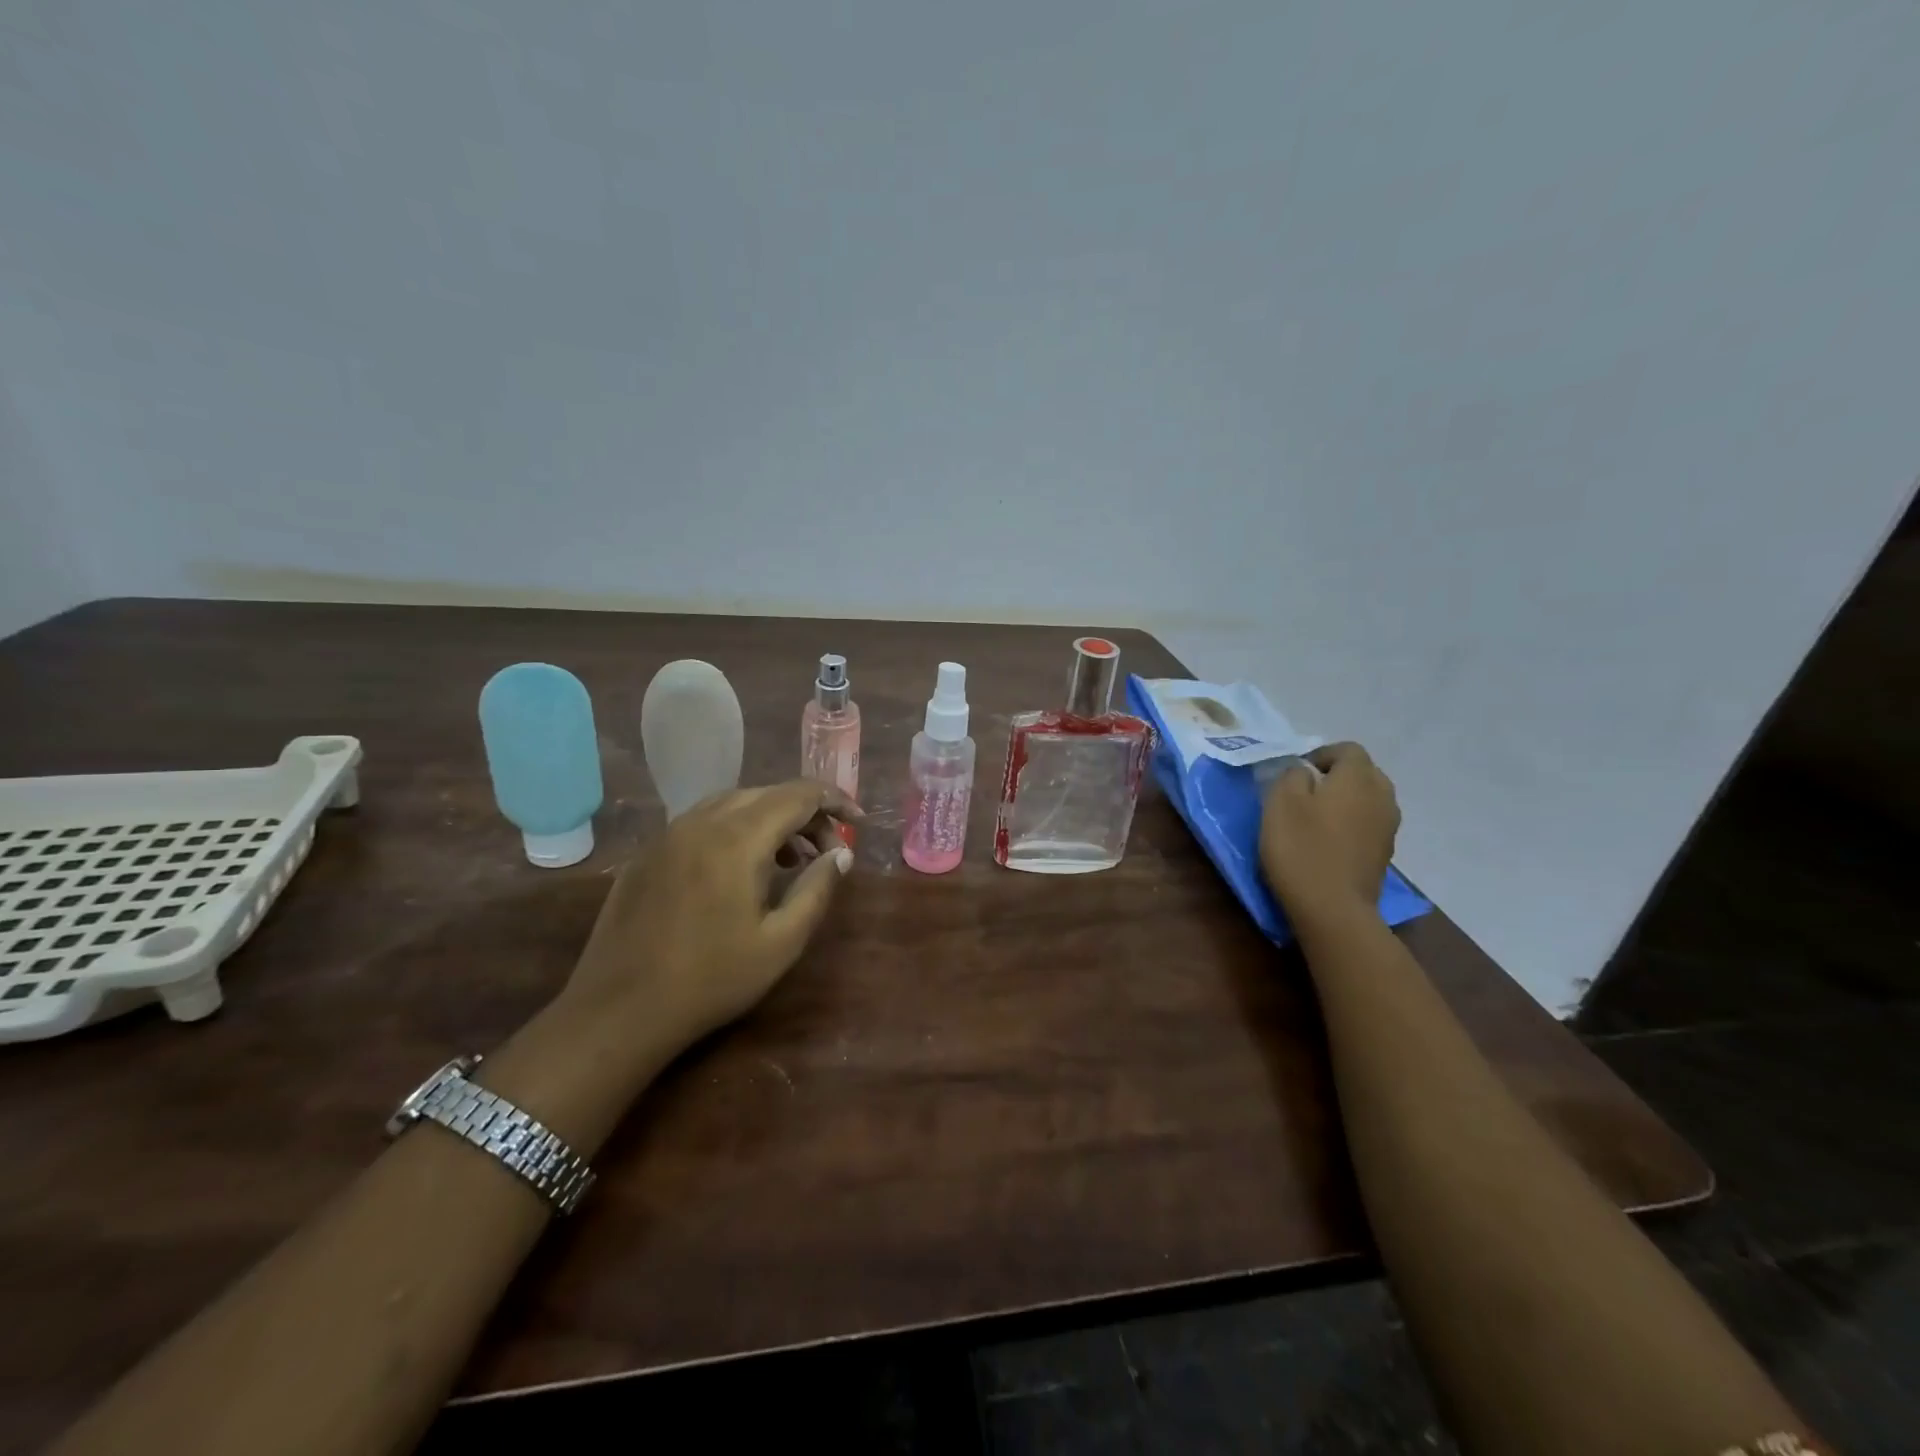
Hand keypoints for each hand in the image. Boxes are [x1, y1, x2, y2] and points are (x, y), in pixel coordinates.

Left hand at [563, 781, 859, 1056]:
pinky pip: (704, 821)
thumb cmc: (710, 980)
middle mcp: (701, 821)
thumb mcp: (781, 942)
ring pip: (734, 803)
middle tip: (829, 851)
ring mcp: (669, 834)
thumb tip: (841, 853)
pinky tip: (742, 868)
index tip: (859, 823)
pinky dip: (737, 829)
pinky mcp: (649, 853)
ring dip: (772, 818)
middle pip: (767, 793)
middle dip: (807, 813)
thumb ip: (817, 889)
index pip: (798, 795)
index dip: (835, 801)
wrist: (618, 1012)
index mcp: (737, 839)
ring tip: (792, 859)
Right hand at [1259, 742, 1399, 916]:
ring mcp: (1388, 827)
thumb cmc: (1302, 848)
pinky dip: (1351, 825)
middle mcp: (1382, 796)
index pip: (1348, 749)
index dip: (1321, 754)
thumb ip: (1292, 775)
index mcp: (1358, 778)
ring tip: (1315, 818)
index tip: (1296, 772)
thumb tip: (1304, 772)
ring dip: (1345, 801)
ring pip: (1368, 800)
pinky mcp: (1384, 854)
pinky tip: (1327, 843)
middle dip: (1337, 776)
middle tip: (1305, 792)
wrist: (1333, 909)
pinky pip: (1368, 825)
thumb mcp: (1280, 802)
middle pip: (1363, 773)